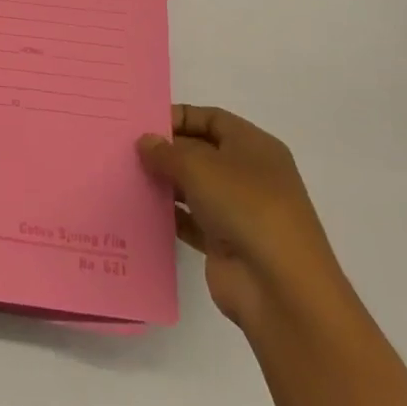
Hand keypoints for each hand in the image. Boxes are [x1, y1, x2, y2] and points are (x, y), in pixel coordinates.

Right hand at [138, 105, 345, 329]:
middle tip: (126, 149)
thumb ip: (167, 152)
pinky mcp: (225, 244)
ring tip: (126, 176)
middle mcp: (249, 175)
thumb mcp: (200, 166)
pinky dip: (169, 215)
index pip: (212, 119)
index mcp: (254, 146)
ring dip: (164, 182)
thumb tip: (146, 142)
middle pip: (201, 152)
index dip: (179, 117)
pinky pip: (191, 221)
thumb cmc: (246, 207)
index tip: (143, 124)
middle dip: (167, 150)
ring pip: (194, 187)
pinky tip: (140, 209)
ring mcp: (238, 211)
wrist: (280, 288)